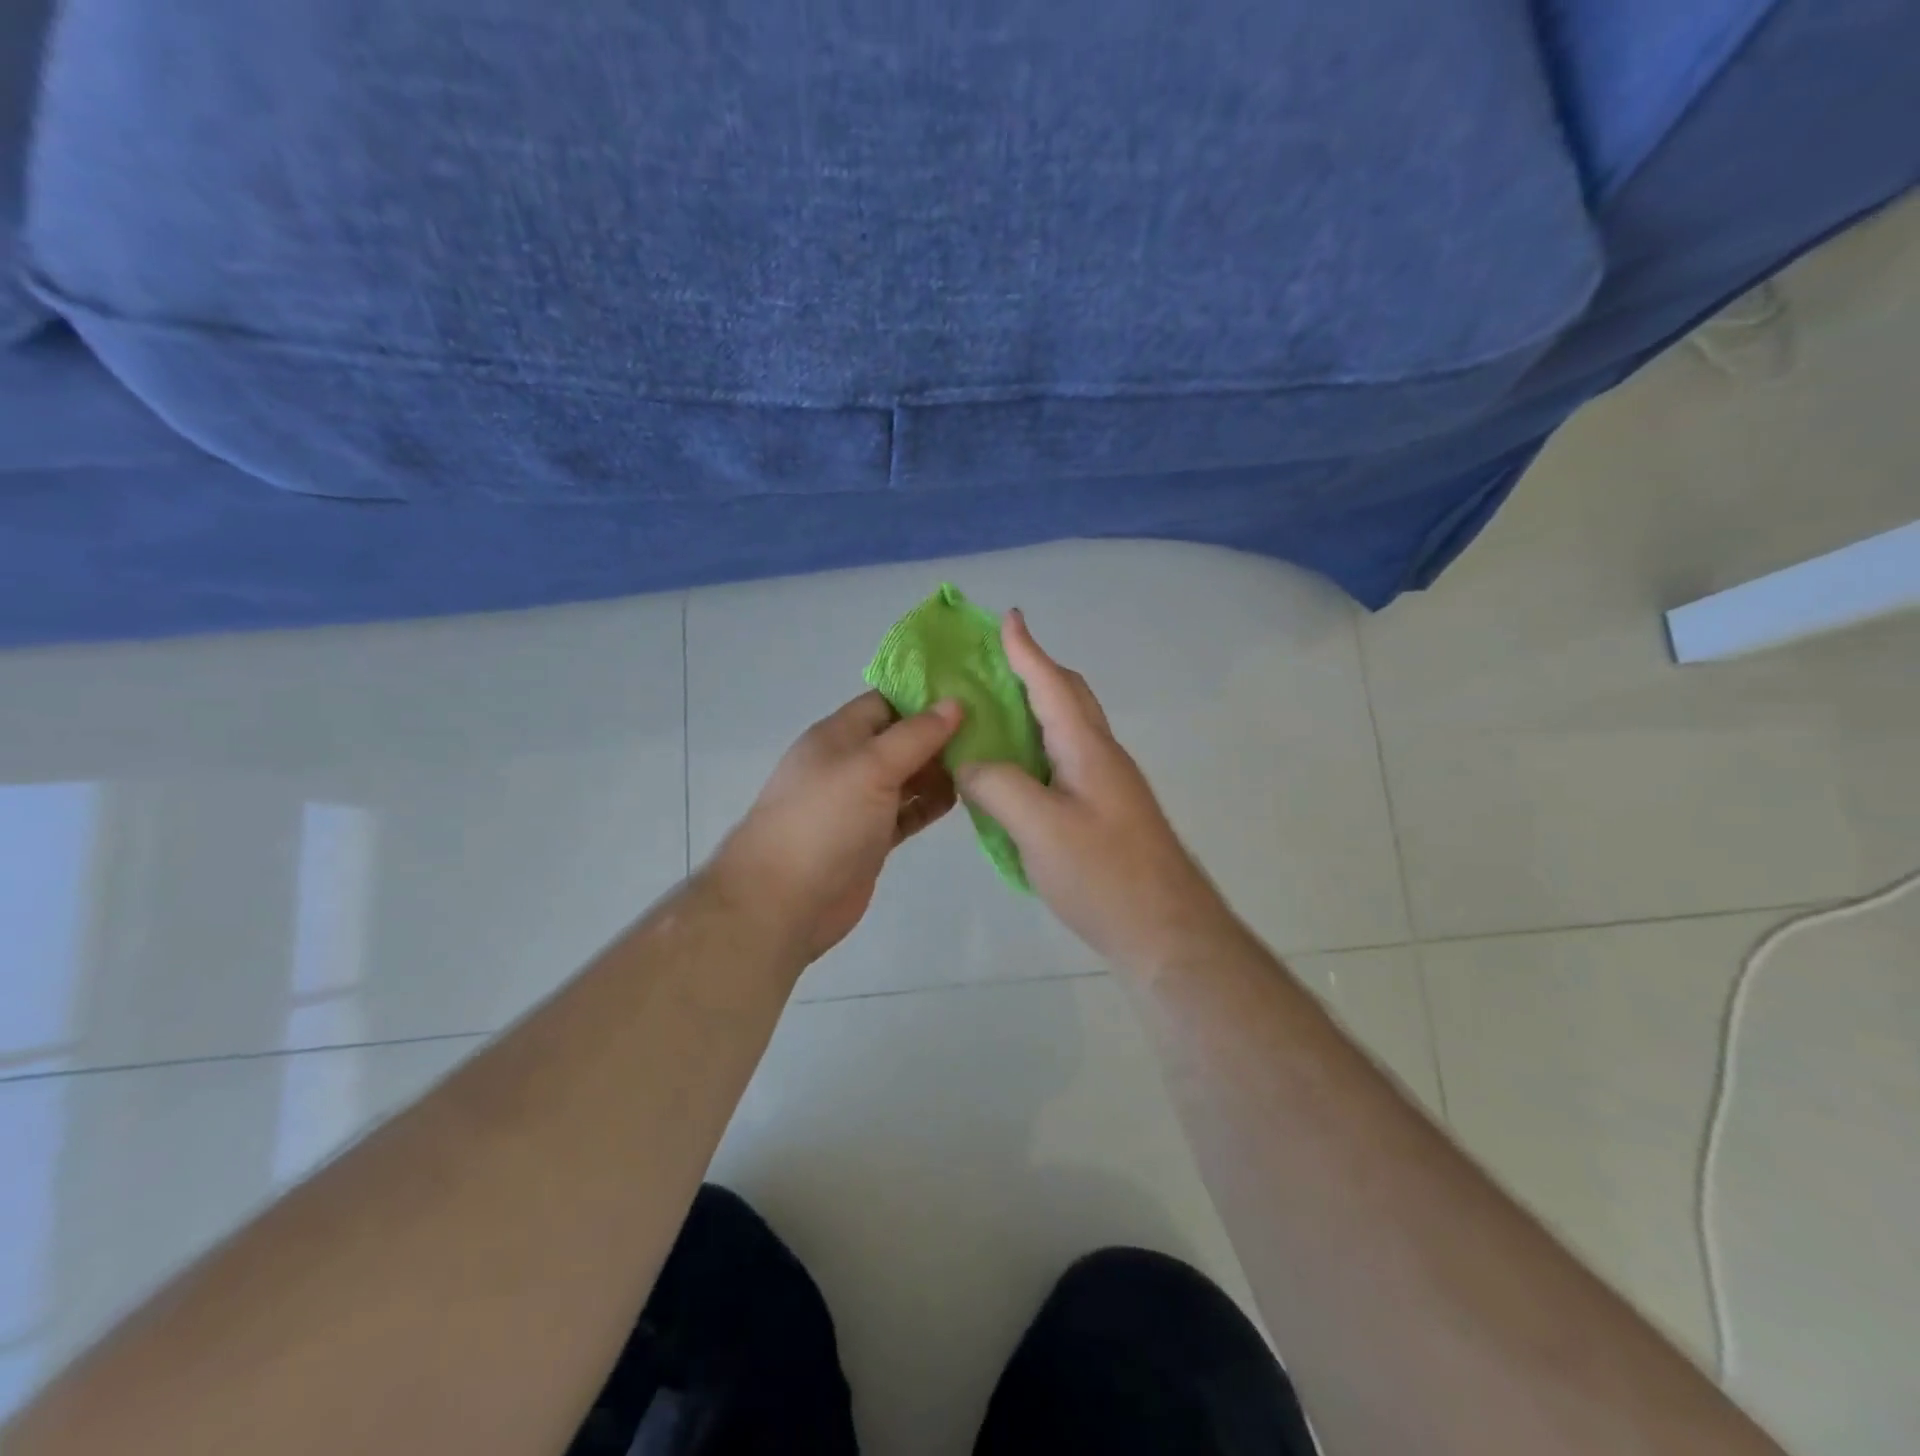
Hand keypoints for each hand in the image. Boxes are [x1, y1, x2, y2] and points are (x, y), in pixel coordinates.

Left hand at [712, 691, 961, 962]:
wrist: (784, 901)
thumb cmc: (824, 820)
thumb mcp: (871, 766)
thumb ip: (915, 735)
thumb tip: (955, 702)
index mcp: (839, 735)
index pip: (886, 702)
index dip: (925, 696)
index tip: (972, 694)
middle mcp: (849, 764)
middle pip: (901, 739)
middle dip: (940, 734)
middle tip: (992, 731)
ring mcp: (860, 803)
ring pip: (907, 776)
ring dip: (940, 770)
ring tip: (987, 763)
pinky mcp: (871, 838)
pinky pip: (908, 812)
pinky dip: (931, 804)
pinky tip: (963, 798)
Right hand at [957, 610, 1240, 977]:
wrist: (1167, 933)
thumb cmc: (1105, 875)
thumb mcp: (1040, 828)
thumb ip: (998, 786)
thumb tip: (969, 762)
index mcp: (1087, 748)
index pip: (1052, 684)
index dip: (1027, 650)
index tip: (1008, 617)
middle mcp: (1101, 756)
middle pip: (1068, 698)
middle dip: (1034, 671)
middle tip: (995, 663)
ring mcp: (1107, 786)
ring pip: (1067, 731)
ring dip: (1034, 710)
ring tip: (993, 713)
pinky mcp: (1105, 812)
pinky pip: (1064, 762)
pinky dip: (1036, 750)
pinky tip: (1013, 772)